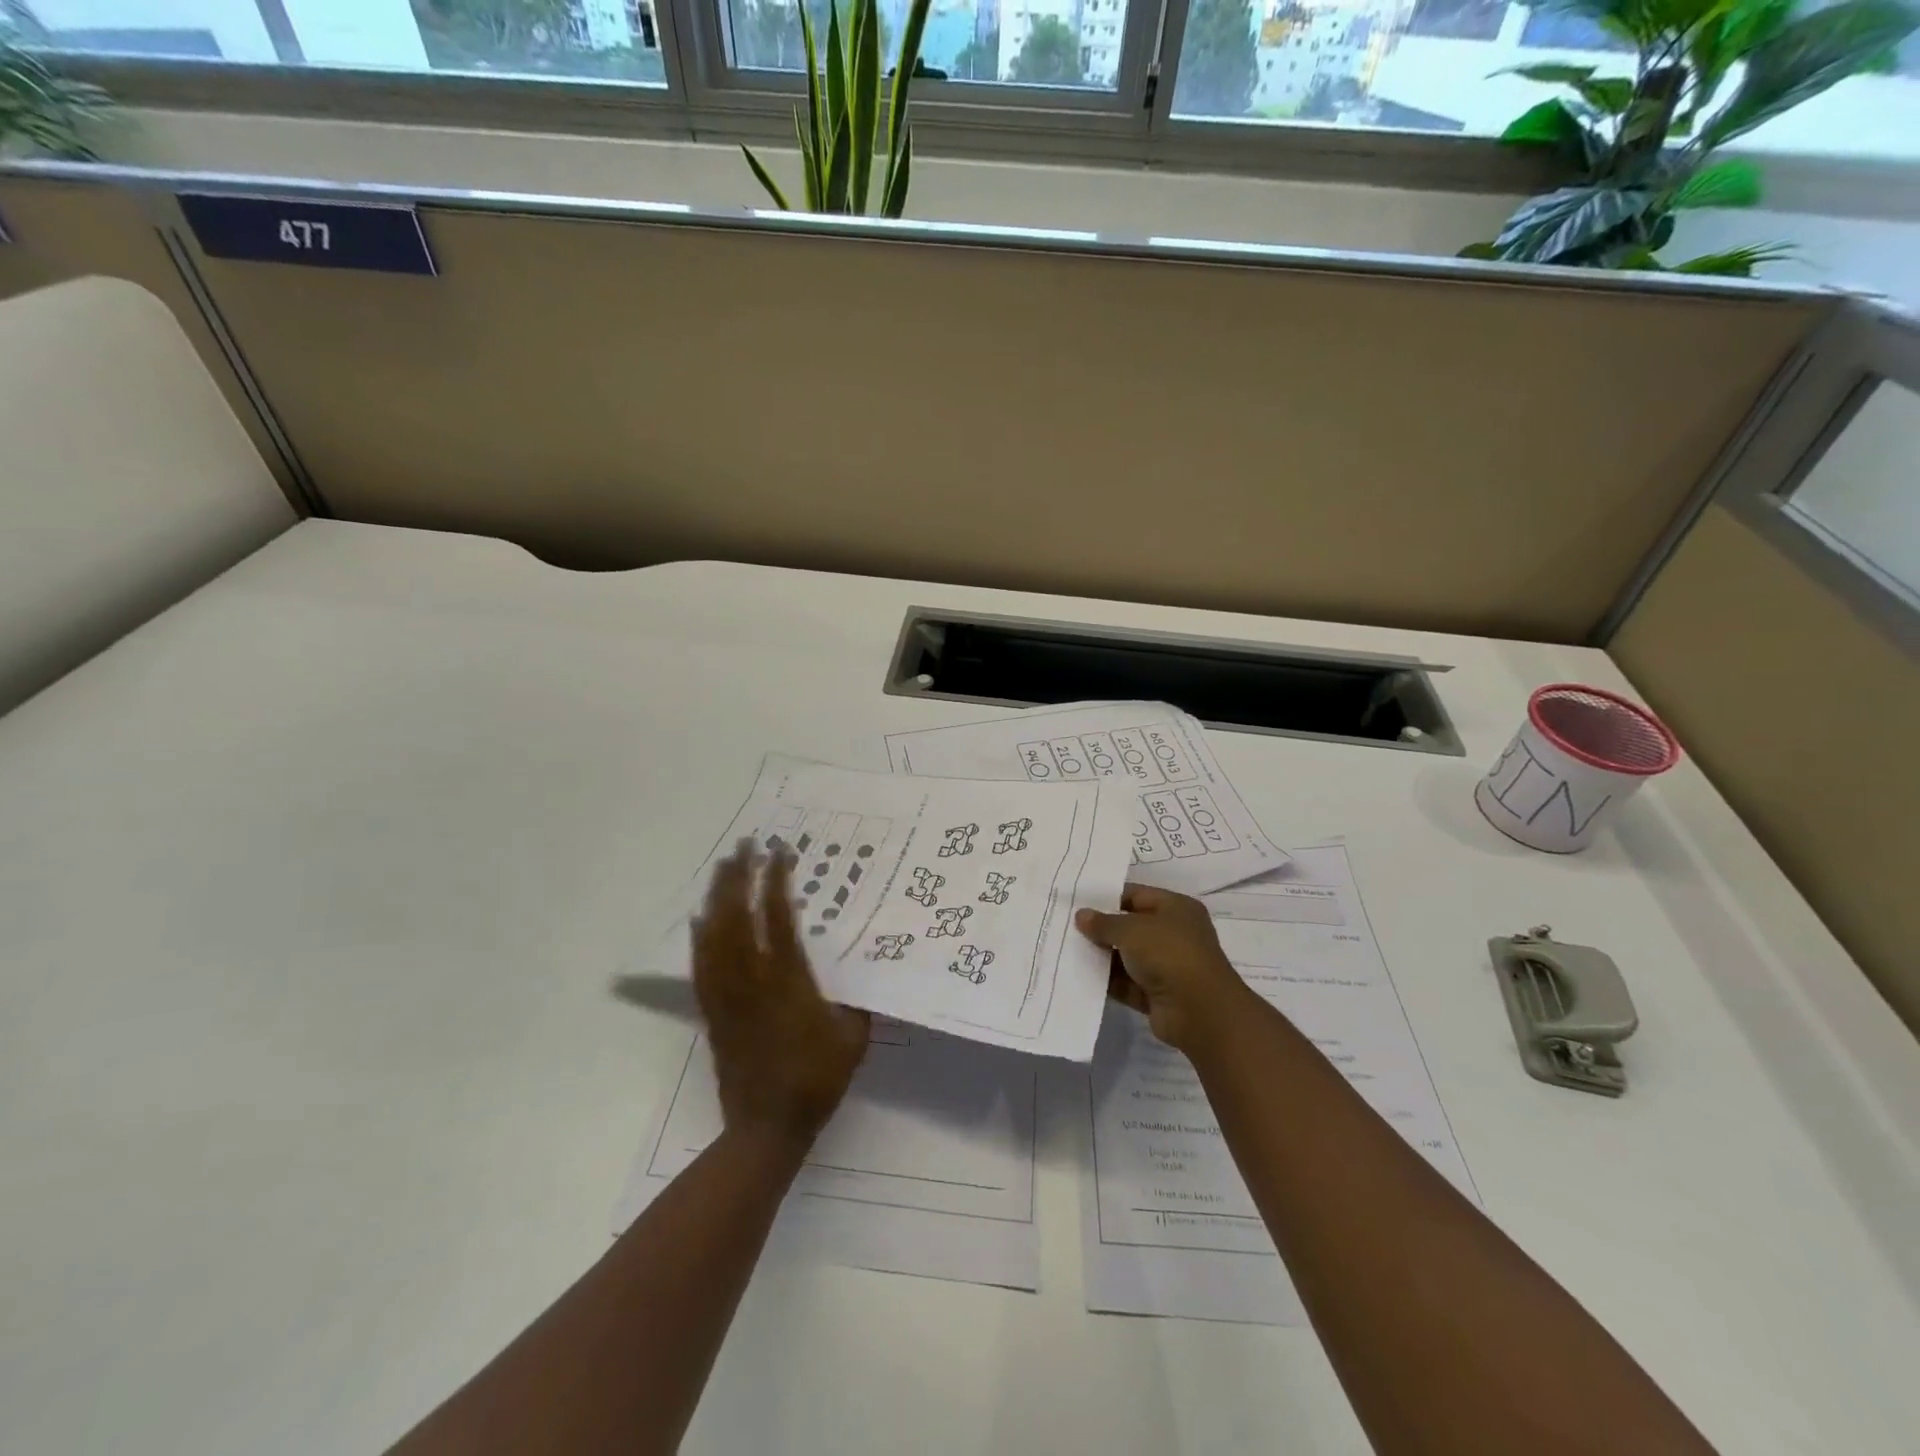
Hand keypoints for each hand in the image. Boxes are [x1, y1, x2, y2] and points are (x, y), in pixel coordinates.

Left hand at [692, 841, 870, 1150]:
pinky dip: (700, 935)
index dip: (776, 881)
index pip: (778, 918)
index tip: (780, 852)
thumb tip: (863, 973)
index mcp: (788, 981)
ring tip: (723, 867)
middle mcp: (752, 980)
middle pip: (737, 916)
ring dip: (717, 896)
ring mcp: (727, 994)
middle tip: (744, 845)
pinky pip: (701, 964)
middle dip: (739, 876)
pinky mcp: (713, 1011)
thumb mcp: (853, 1038)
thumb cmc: (816, 1080)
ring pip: (714, 935)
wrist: (766, 1127)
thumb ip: (857, 1001)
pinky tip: (700, 916)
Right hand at [1076, 885, 1255, 1052]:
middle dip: (1101, 928)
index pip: (1136, 895)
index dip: (1107, 897)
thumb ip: (1104, 923)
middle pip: (1130, 926)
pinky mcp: (1157, 994)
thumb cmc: (1169, 954)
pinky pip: (1126, 983)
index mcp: (1176, 908)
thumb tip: (1081, 916)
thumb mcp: (1131, 930)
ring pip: (1126, 956)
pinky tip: (1079, 975)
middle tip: (1066, 925)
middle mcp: (1173, 934)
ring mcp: (1166, 966)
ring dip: (1101, 956)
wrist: (1200, 1012)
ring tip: (1066, 949)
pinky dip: (1107, 981)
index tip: (1077, 901)